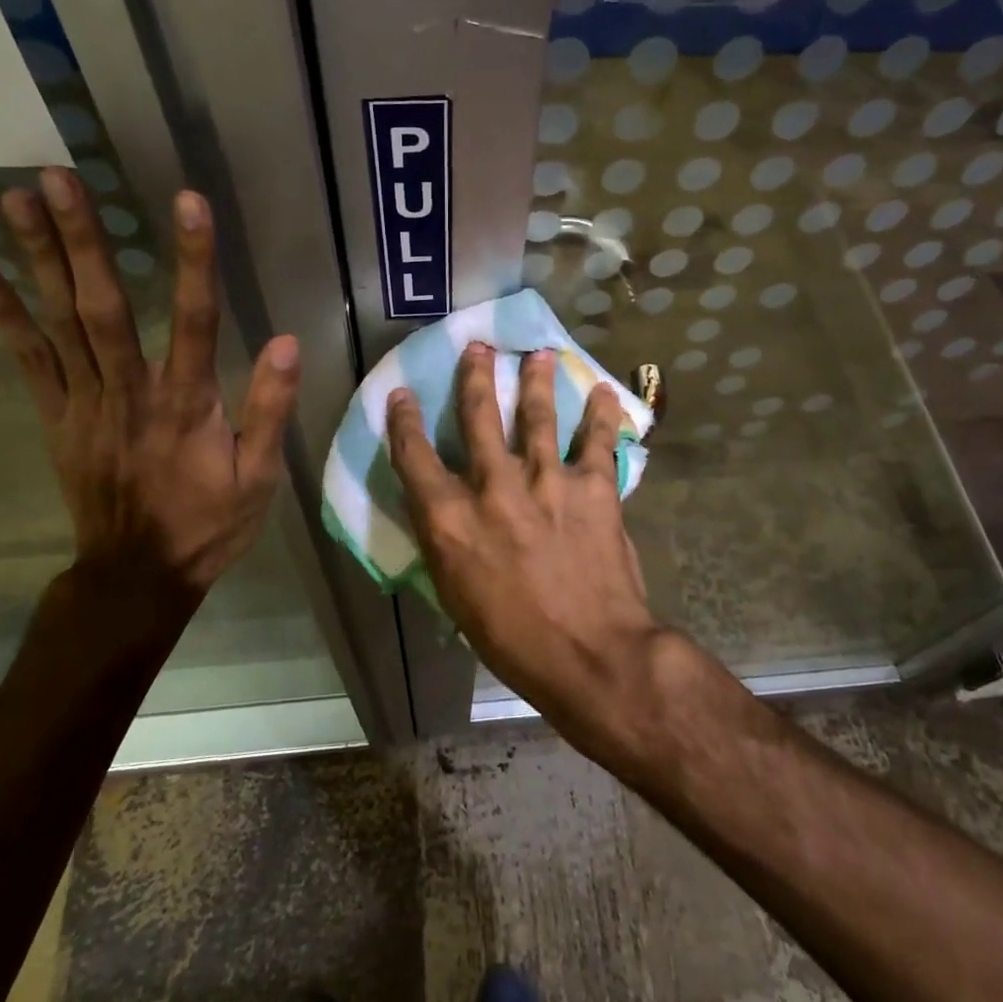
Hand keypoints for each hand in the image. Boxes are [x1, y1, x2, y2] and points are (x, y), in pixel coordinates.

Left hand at [0, 167, 299, 611]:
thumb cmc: (208, 524)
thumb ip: (269, 410)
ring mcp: (84, 403)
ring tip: (16, 198)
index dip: (192, 259)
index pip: (194, 320)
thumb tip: (285, 342)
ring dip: (37, 259)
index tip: (188, 202)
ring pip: (59, 323)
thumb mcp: (260, 477)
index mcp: (187, 404)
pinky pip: (27, 360)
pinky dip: (2, 313)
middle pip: (104, 307)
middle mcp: (130, 393)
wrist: (137, 575)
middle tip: (58, 176)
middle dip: (82, 240)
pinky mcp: (56, 417)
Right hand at [386, 343, 660, 735]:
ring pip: (537, 414)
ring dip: (536, 379)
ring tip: (537, 353)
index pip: (414, 457)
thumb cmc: (513, 639)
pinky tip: (602, 391)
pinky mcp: (593, 486)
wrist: (591, 654)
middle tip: (478, 347)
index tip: (401, 395)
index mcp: (451, 519)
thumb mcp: (457, 596)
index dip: (403, 421)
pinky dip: (600, 413)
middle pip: (478, 416)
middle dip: (475, 376)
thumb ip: (447, 544)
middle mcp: (493, 486)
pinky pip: (596, 439)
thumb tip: (444, 513)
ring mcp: (546, 480)